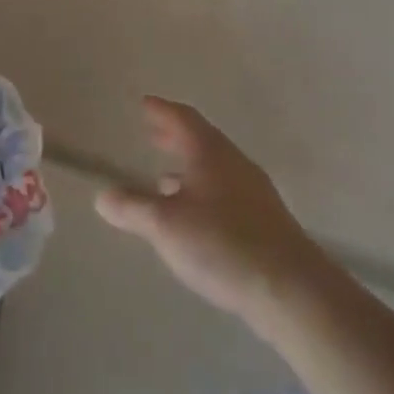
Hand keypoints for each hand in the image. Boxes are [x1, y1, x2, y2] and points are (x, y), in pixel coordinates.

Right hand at [95, 97, 318, 325]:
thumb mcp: (165, 225)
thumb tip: (102, 196)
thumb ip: (132, 208)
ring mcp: (254, 193)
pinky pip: (225, 192)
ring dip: (188, 166)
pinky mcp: (264, 221)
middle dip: (174, 136)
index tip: (145, 103)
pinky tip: (192, 214)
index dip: (162, 110)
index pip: (183, 119)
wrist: (291, 289)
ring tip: (163, 175)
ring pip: (214, 168)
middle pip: (201, 140)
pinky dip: (202, 191)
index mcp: (210, 154)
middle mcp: (234, 165)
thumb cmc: (222, 244)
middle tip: (152, 131)